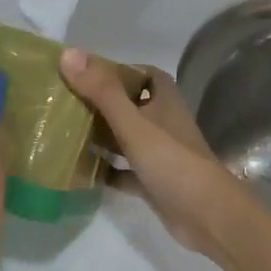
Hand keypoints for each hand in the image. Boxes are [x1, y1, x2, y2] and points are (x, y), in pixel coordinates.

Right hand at [59, 51, 245, 257]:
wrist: (206, 216)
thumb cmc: (171, 161)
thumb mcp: (132, 123)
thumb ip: (101, 91)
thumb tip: (67, 54)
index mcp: (164, 101)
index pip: (143, 75)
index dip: (118, 70)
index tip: (85, 73)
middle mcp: (163, 123)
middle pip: (129, 106)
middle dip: (100, 103)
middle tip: (64, 102)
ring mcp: (159, 154)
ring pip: (125, 138)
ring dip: (100, 136)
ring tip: (64, 132)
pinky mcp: (153, 182)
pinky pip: (123, 171)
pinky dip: (105, 170)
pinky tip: (79, 171)